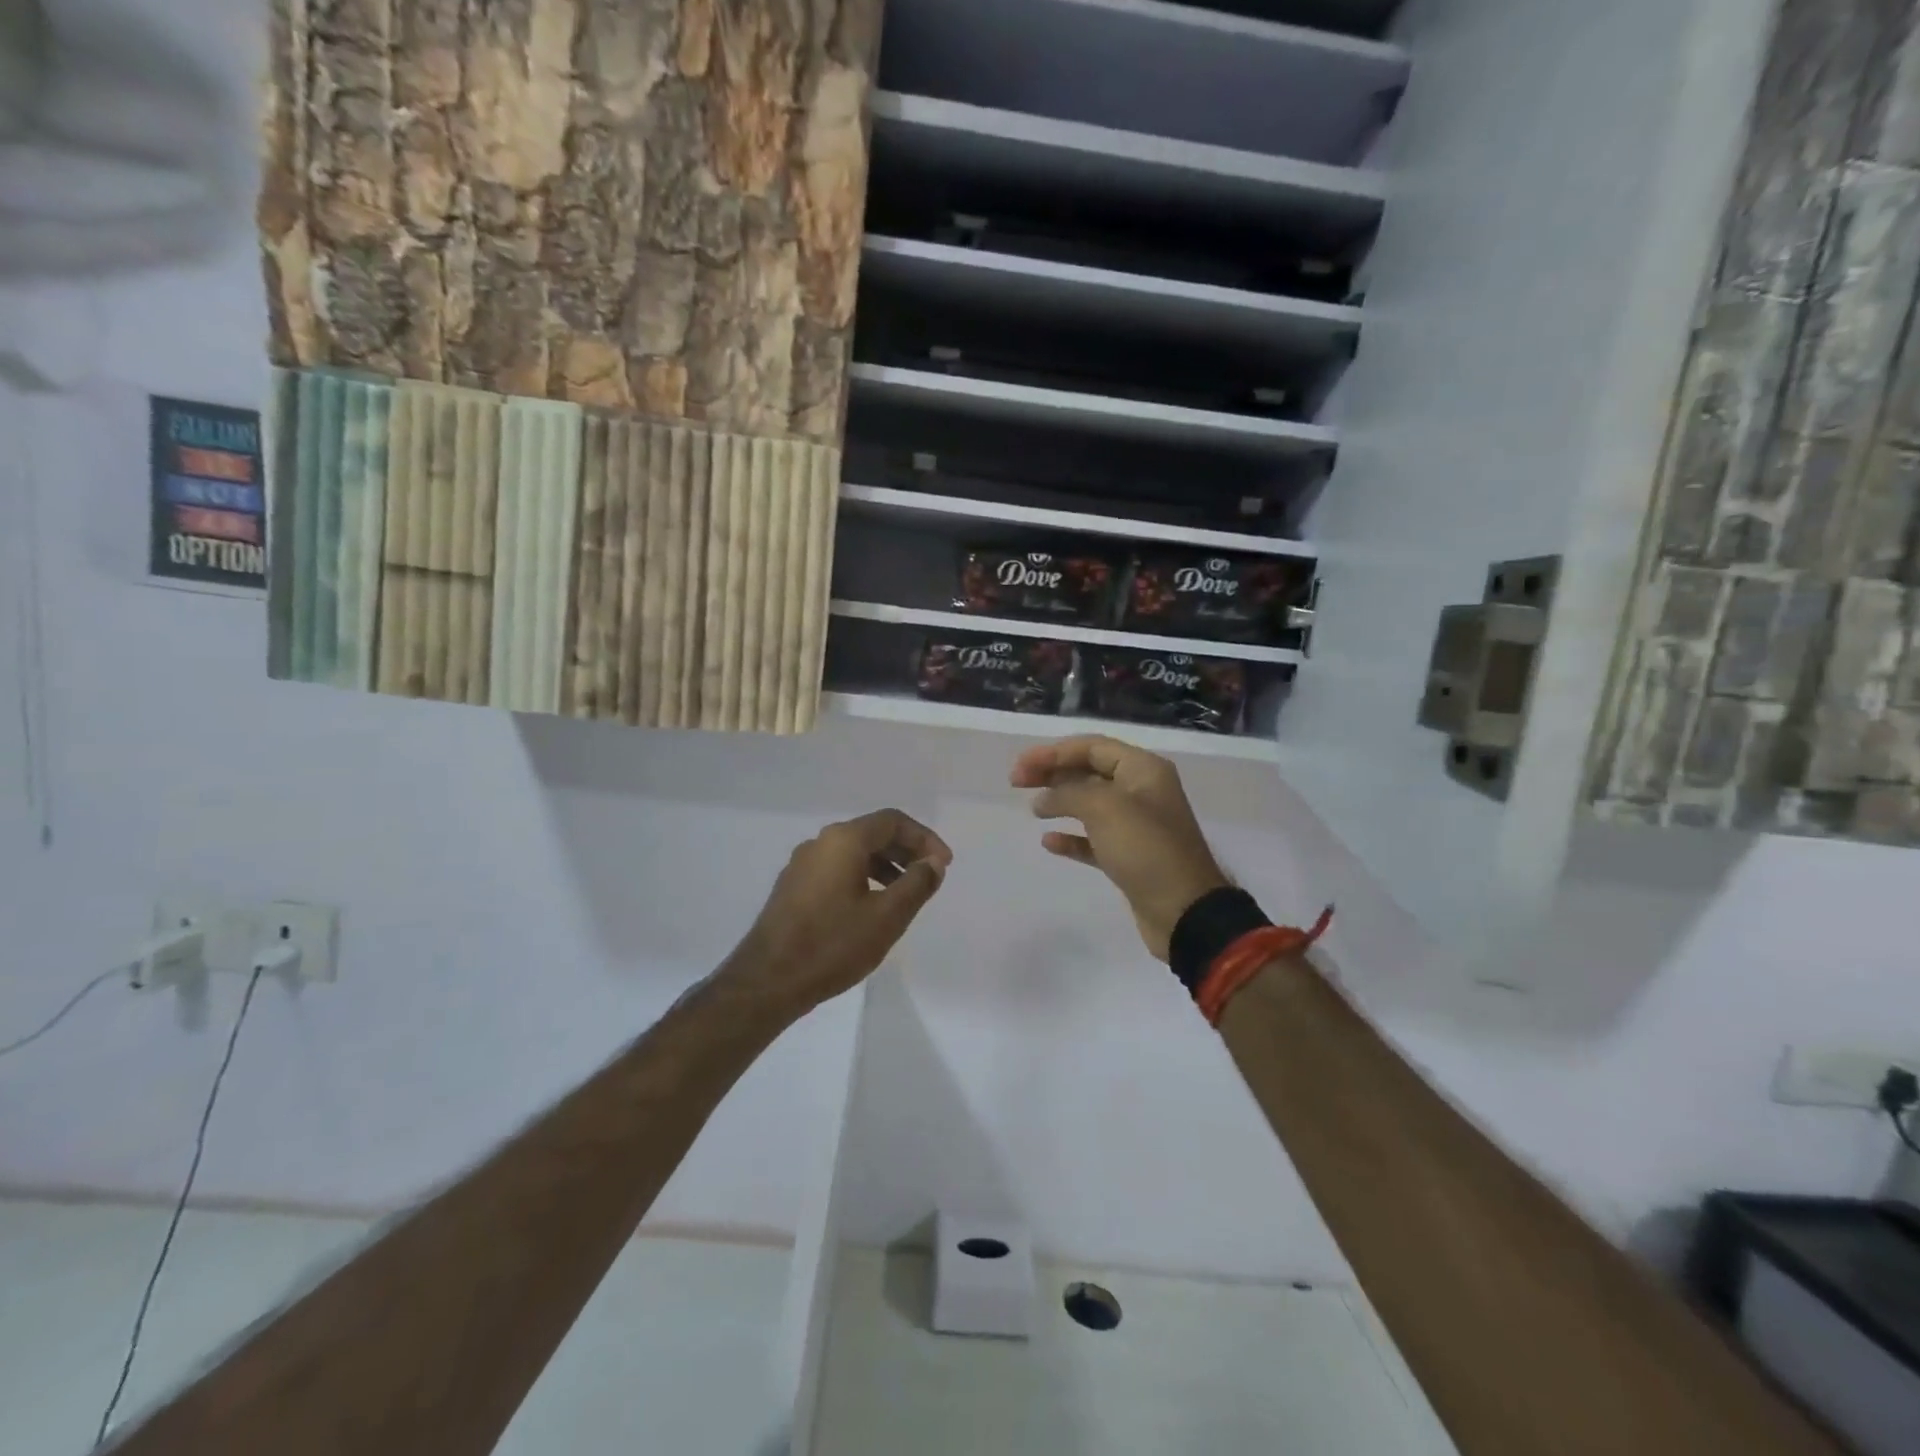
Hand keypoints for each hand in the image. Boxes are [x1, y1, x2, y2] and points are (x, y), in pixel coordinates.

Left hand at [725, 809, 952, 1014]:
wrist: (768, 981)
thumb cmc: (833, 945)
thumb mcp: (887, 916)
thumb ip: (917, 883)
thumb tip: (934, 862)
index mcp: (843, 840)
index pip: (893, 821)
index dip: (924, 838)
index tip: (943, 864)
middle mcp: (820, 843)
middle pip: (872, 833)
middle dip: (905, 851)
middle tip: (929, 876)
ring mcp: (801, 865)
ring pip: (853, 853)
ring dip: (885, 866)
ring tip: (904, 895)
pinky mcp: (792, 887)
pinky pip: (836, 869)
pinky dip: (862, 878)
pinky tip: (870, 907)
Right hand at [1012, 736, 1228, 960]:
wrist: (1185, 912)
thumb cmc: (1146, 849)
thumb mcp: (1104, 808)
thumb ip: (1068, 793)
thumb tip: (1044, 798)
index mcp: (1143, 770)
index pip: (1092, 747)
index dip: (1053, 752)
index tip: (1021, 766)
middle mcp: (1142, 791)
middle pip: (1089, 771)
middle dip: (1053, 773)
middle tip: (1017, 782)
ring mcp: (1137, 826)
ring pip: (1090, 804)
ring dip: (1060, 802)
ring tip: (1033, 809)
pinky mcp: (1130, 857)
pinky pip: (1094, 839)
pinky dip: (1072, 837)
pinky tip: (1049, 842)